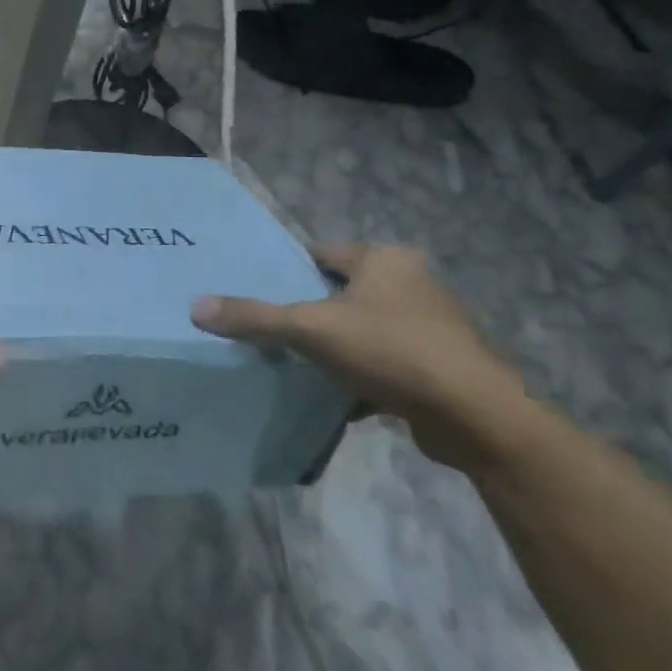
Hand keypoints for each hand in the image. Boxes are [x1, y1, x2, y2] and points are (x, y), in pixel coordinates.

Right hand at [191, 244, 537, 474]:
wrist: (476, 416)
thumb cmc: (391, 351)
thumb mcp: (309, 329)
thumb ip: (253, 317)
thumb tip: (196, 308)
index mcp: (386, 261)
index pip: (324, 254)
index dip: (291, 270)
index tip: (263, 290)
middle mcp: (415, 284)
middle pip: (344, 292)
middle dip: (313, 311)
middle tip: (275, 329)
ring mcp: (435, 326)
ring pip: (367, 329)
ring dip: (339, 346)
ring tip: (301, 363)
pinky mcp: (444, 365)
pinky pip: (389, 362)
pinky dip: (364, 375)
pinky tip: (340, 395)